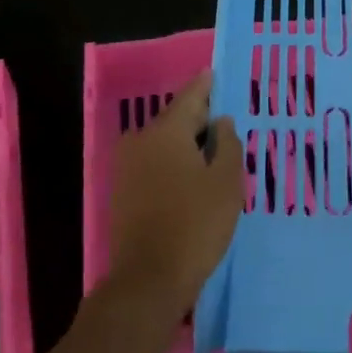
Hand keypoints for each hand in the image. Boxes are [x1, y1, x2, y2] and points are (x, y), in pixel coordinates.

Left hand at [105, 71, 244, 323]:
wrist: (148, 280)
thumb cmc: (195, 225)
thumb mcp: (226, 182)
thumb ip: (227, 145)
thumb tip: (220, 123)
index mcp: (165, 131)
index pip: (191, 96)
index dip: (207, 85)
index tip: (217, 72)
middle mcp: (141, 141)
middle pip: (176, 119)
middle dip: (200, 118)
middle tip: (226, 120)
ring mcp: (127, 168)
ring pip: (165, 143)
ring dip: (188, 144)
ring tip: (216, 150)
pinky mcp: (124, 192)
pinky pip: (156, 164)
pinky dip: (175, 163)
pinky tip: (194, 176)